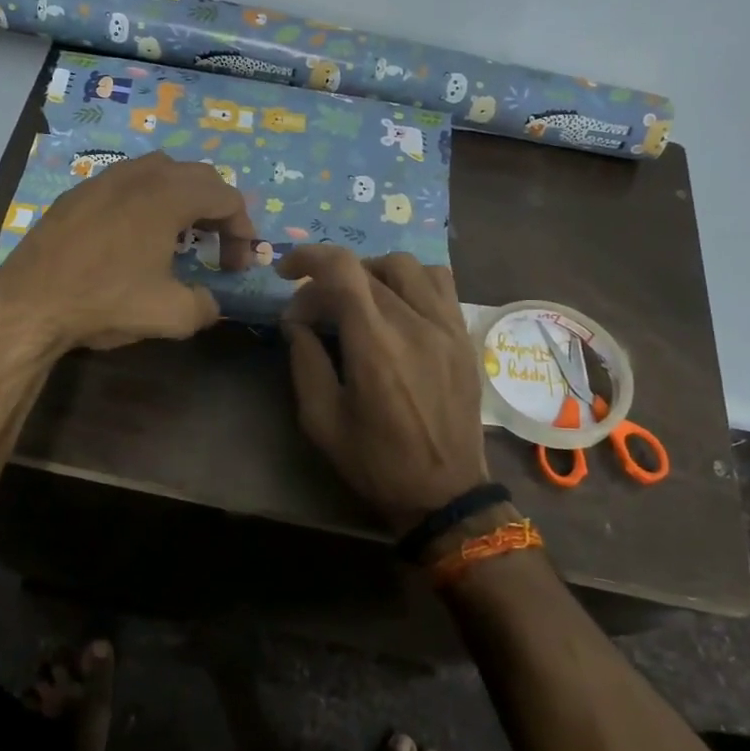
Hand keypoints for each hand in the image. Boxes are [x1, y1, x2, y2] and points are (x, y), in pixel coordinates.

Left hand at [0, 151, 255, 353]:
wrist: (29, 303)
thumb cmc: (105, 301)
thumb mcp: (171, 315)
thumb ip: (205, 306)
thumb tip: (211, 303)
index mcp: (168, 196)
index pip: (226, 197)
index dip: (242, 230)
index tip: (236, 265)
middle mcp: (139, 176)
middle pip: (197, 175)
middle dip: (217, 209)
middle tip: (217, 245)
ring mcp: (104, 179)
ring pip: (160, 171)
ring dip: (182, 197)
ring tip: (180, 234)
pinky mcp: (78, 193)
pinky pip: (127, 182)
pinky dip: (147, 199)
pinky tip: (135, 234)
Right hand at [276, 246, 487, 534]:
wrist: (446, 492)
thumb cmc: (376, 462)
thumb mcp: (321, 420)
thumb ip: (305, 360)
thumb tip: (296, 320)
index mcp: (375, 347)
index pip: (342, 270)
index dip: (308, 258)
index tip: (286, 272)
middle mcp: (414, 324)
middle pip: (366, 269)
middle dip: (328, 281)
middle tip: (313, 312)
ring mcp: (446, 326)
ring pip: (406, 265)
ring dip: (372, 272)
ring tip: (357, 300)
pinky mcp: (463, 335)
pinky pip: (439, 282)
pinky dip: (410, 280)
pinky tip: (397, 304)